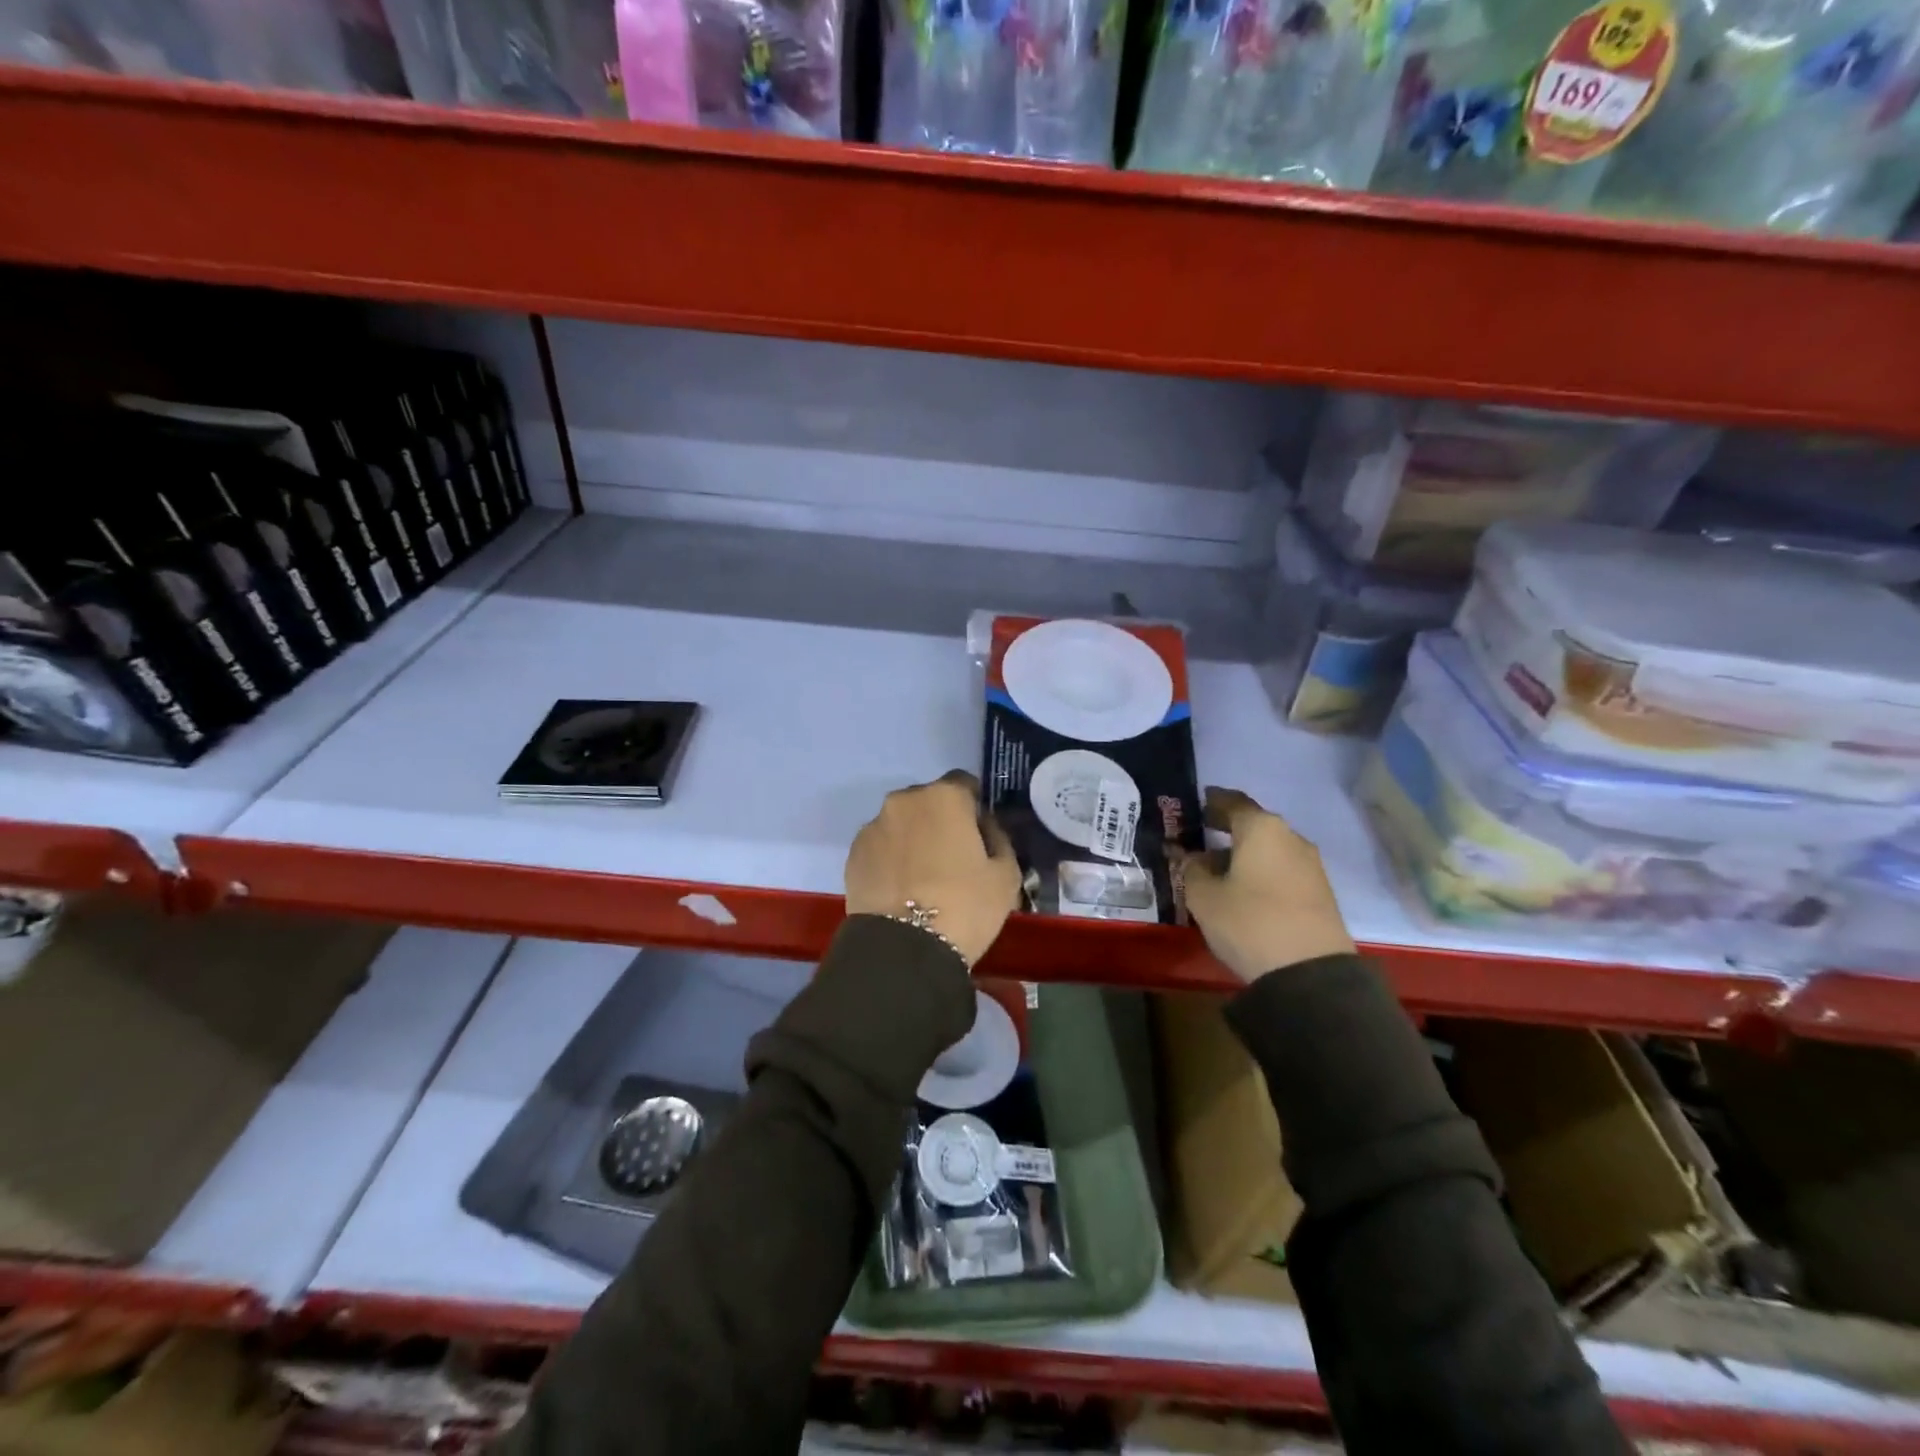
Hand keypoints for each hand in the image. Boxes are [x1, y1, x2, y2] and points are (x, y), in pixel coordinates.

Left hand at [846, 771, 1023, 966]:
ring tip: (923, 879)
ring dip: (913, 839)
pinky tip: (901, 890)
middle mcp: (904, 801)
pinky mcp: (853, 854)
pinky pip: (881, 847)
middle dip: (941, 821)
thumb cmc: (964, 906)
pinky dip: (891, 859)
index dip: (974, 808)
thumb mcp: (1006, 875)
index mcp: (944, 797)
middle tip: (952, 859)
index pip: (964, 784)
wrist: (903, 949)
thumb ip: (999, 840)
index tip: (979, 836)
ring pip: (902, 824)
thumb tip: (985, 828)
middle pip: (929, 802)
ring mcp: (874, 826)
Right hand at [1181, 787, 1354, 982]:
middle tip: (1202, 834)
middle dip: (1228, 829)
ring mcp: (1310, 865)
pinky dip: (1261, 871)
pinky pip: (1282, 869)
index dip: (1213, 801)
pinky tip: (1244, 889)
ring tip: (1218, 868)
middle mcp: (1290, 838)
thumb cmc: (1249, 922)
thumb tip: (1194, 858)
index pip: (1232, 802)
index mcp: (1261, 829)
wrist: (1309, 973)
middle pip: (1254, 825)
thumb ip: (1192, 869)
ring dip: (1244, 853)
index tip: (1198, 802)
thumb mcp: (1204, 896)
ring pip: (1269, 849)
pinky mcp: (1320, 892)